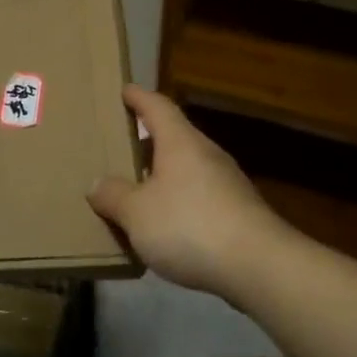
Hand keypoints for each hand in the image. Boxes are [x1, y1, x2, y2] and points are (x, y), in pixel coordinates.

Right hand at [88, 86, 289, 297]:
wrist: (258, 265)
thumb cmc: (190, 225)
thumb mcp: (137, 213)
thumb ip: (114, 196)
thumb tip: (98, 184)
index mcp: (180, 142)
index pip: (157, 107)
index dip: (139, 97)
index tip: (124, 90)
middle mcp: (206, 154)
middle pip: (174, 137)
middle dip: (148, 140)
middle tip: (120, 146)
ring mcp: (227, 183)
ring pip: (187, 168)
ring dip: (162, 175)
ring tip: (136, 189)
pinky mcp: (238, 212)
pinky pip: (199, 196)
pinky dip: (178, 201)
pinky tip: (165, 224)